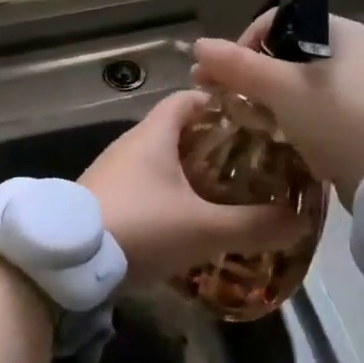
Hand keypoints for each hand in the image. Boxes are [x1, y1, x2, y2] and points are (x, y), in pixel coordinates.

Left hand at [80, 91, 306, 288]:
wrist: (62, 263)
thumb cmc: (138, 227)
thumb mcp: (202, 229)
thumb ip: (253, 226)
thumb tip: (301, 222)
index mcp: (154, 135)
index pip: (189, 98)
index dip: (220, 104)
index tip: (253, 122)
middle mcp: (131, 146)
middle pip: (177, 131)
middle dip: (213, 145)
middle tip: (249, 165)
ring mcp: (113, 174)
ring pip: (160, 162)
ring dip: (190, 174)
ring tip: (226, 195)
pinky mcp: (102, 201)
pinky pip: (144, 188)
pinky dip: (168, 196)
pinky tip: (187, 223)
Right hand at [191, 12, 363, 207]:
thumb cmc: (343, 120)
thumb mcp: (284, 90)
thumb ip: (240, 66)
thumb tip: (198, 44)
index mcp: (340, 32)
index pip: (278, 22)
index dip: (245, 43)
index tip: (224, 75)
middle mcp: (353, 54)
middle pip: (287, 56)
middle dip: (251, 76)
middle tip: (223, 101)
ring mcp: (361, 91)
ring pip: (300, 89)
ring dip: (269, 102)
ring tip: (245, 123)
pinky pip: (317, 115)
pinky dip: (293, 123)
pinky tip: (276, 141)